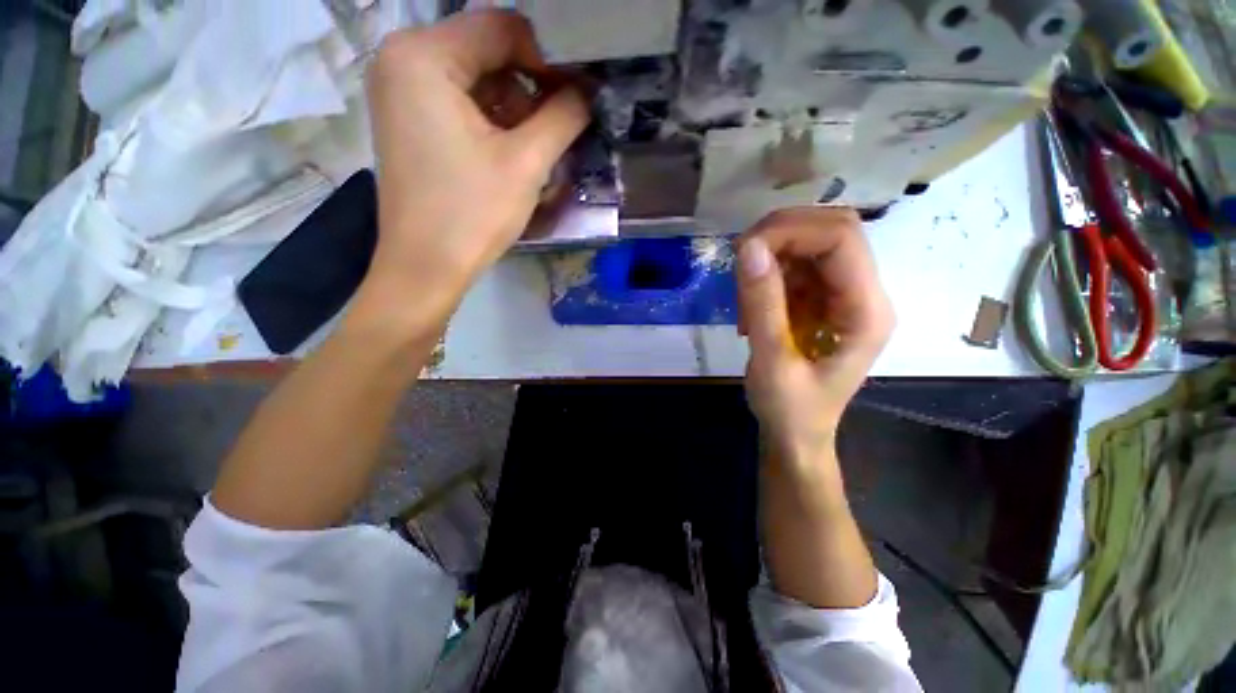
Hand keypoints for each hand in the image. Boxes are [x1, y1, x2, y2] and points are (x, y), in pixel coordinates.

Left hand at [358, 10, 589, 335]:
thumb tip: (590, 90)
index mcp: (423, 54)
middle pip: (486, 51)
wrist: (426, 266)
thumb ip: (563, 116)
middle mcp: (403, 59)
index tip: (577, 96)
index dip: (548, 59)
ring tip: (540, 147)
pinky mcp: (409, 120)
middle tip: (563, 125)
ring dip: (515, 108)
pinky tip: (512, 152)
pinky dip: (492, 121)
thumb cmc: (472, 213)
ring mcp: (401, 90)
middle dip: (530, 87)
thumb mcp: (526, 162)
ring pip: (476, 79)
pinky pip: (460, 102)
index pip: (502, 27)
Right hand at [736, 208, 894, 467]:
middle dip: (780, 234)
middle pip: (831, 229)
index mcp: (866, 310)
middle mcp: (863, 293)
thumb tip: (748, 247)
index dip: (792, 231)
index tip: (746, 250)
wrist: (796, 435)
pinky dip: (767, 273)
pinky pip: (795, 266)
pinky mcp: (822, 300)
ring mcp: (843, 294)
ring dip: (770, 255)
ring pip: (810, 243)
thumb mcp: (772, 360)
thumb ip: (763, 303)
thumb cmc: (790, 409)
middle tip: (740, 259)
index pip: (841, 237)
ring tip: (744, 296)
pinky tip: (751, 303)